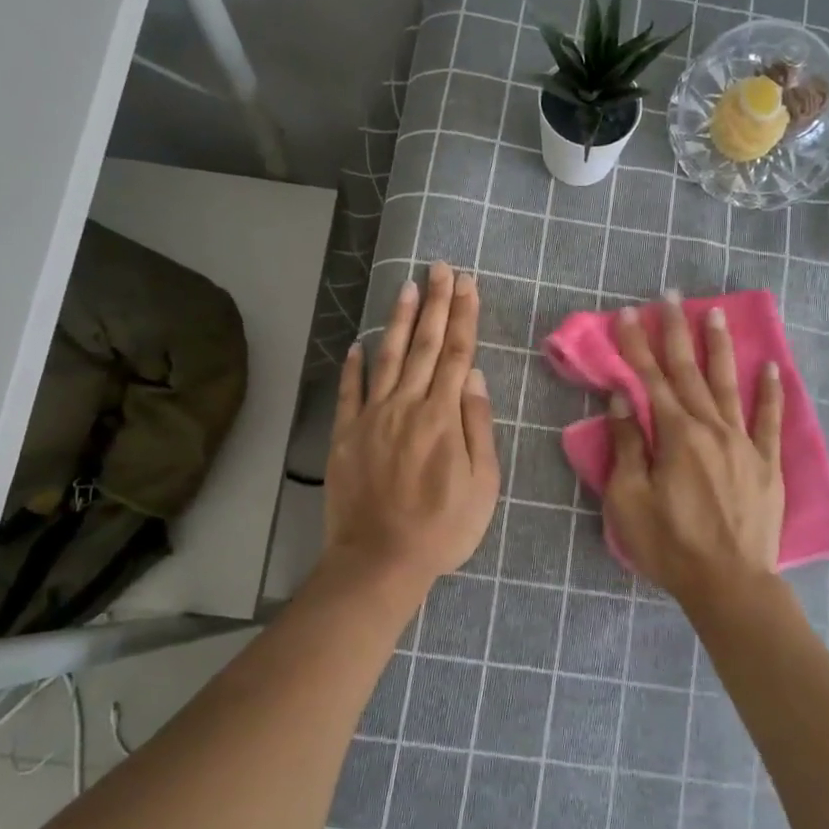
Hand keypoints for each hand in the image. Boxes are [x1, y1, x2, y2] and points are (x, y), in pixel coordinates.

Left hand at [324, 262, 500, 589]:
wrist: (380, 560)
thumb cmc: (442, 528)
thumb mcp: (482, 484)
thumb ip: (478, 427)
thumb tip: (476, 377)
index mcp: (443, 417)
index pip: (458, 354)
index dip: (464, 316)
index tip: (468, 284)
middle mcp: (407, 406)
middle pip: (425, 345)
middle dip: (436, 303)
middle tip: (440, 267)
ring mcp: (372, 418)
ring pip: (388, 358)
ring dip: (399, 321)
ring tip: (406, 286)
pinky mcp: (346, 436)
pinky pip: (349, 392)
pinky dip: (354, 366)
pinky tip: (358, 344)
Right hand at [603, 292, 784, 607]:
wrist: (730, 583)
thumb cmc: (670, 545)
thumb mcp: (630, 500)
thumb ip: (628, 446)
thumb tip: (623, 399)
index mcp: (676, 435)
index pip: (651, 379)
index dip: (637, 344)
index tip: (628, 313)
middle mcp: (712, 428)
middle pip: (690, 372)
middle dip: (677, 332)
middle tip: (671, 296)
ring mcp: (744, 444)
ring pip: (729, 385)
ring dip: (719, 347)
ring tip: (716, 313)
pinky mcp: (767, 464)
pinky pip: (769, 420)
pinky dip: (770, 392)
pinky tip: (771, 367)